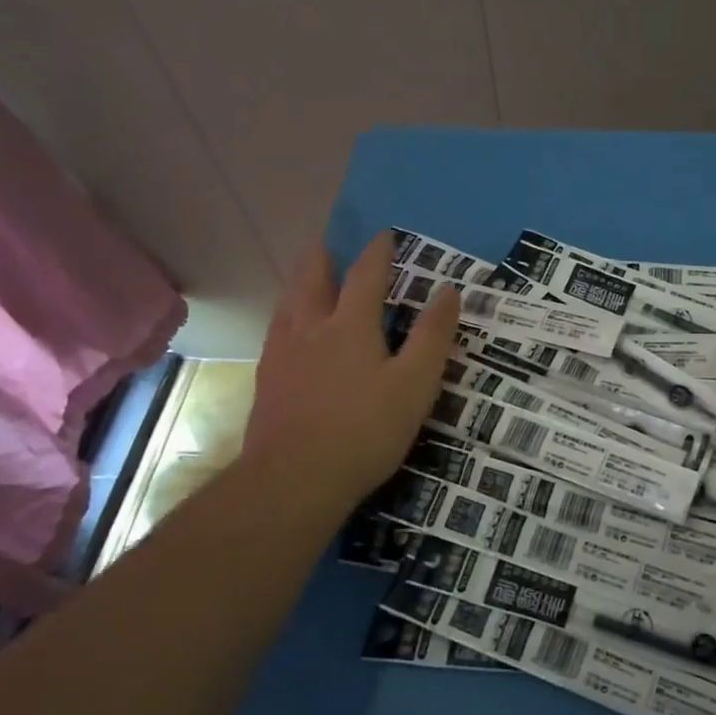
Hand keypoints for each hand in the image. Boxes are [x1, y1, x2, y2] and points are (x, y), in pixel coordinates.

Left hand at [244, 230, 458, 513]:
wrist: (293, 480)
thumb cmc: (364, 430)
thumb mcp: (415, 385)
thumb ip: (432, 336)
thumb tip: (448, 291)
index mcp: (350, 326)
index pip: (365, 276)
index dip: (377, 253)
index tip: (383, 234)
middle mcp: (310, 329)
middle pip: (312, 280)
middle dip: (322, 258)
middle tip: (327, 243)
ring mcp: (282, 355)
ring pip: (288, 304)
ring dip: (299, 283)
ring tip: (304, 277)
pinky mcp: (266, 381)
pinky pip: (275, 332)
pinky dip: (285, 316)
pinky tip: (285, 331)